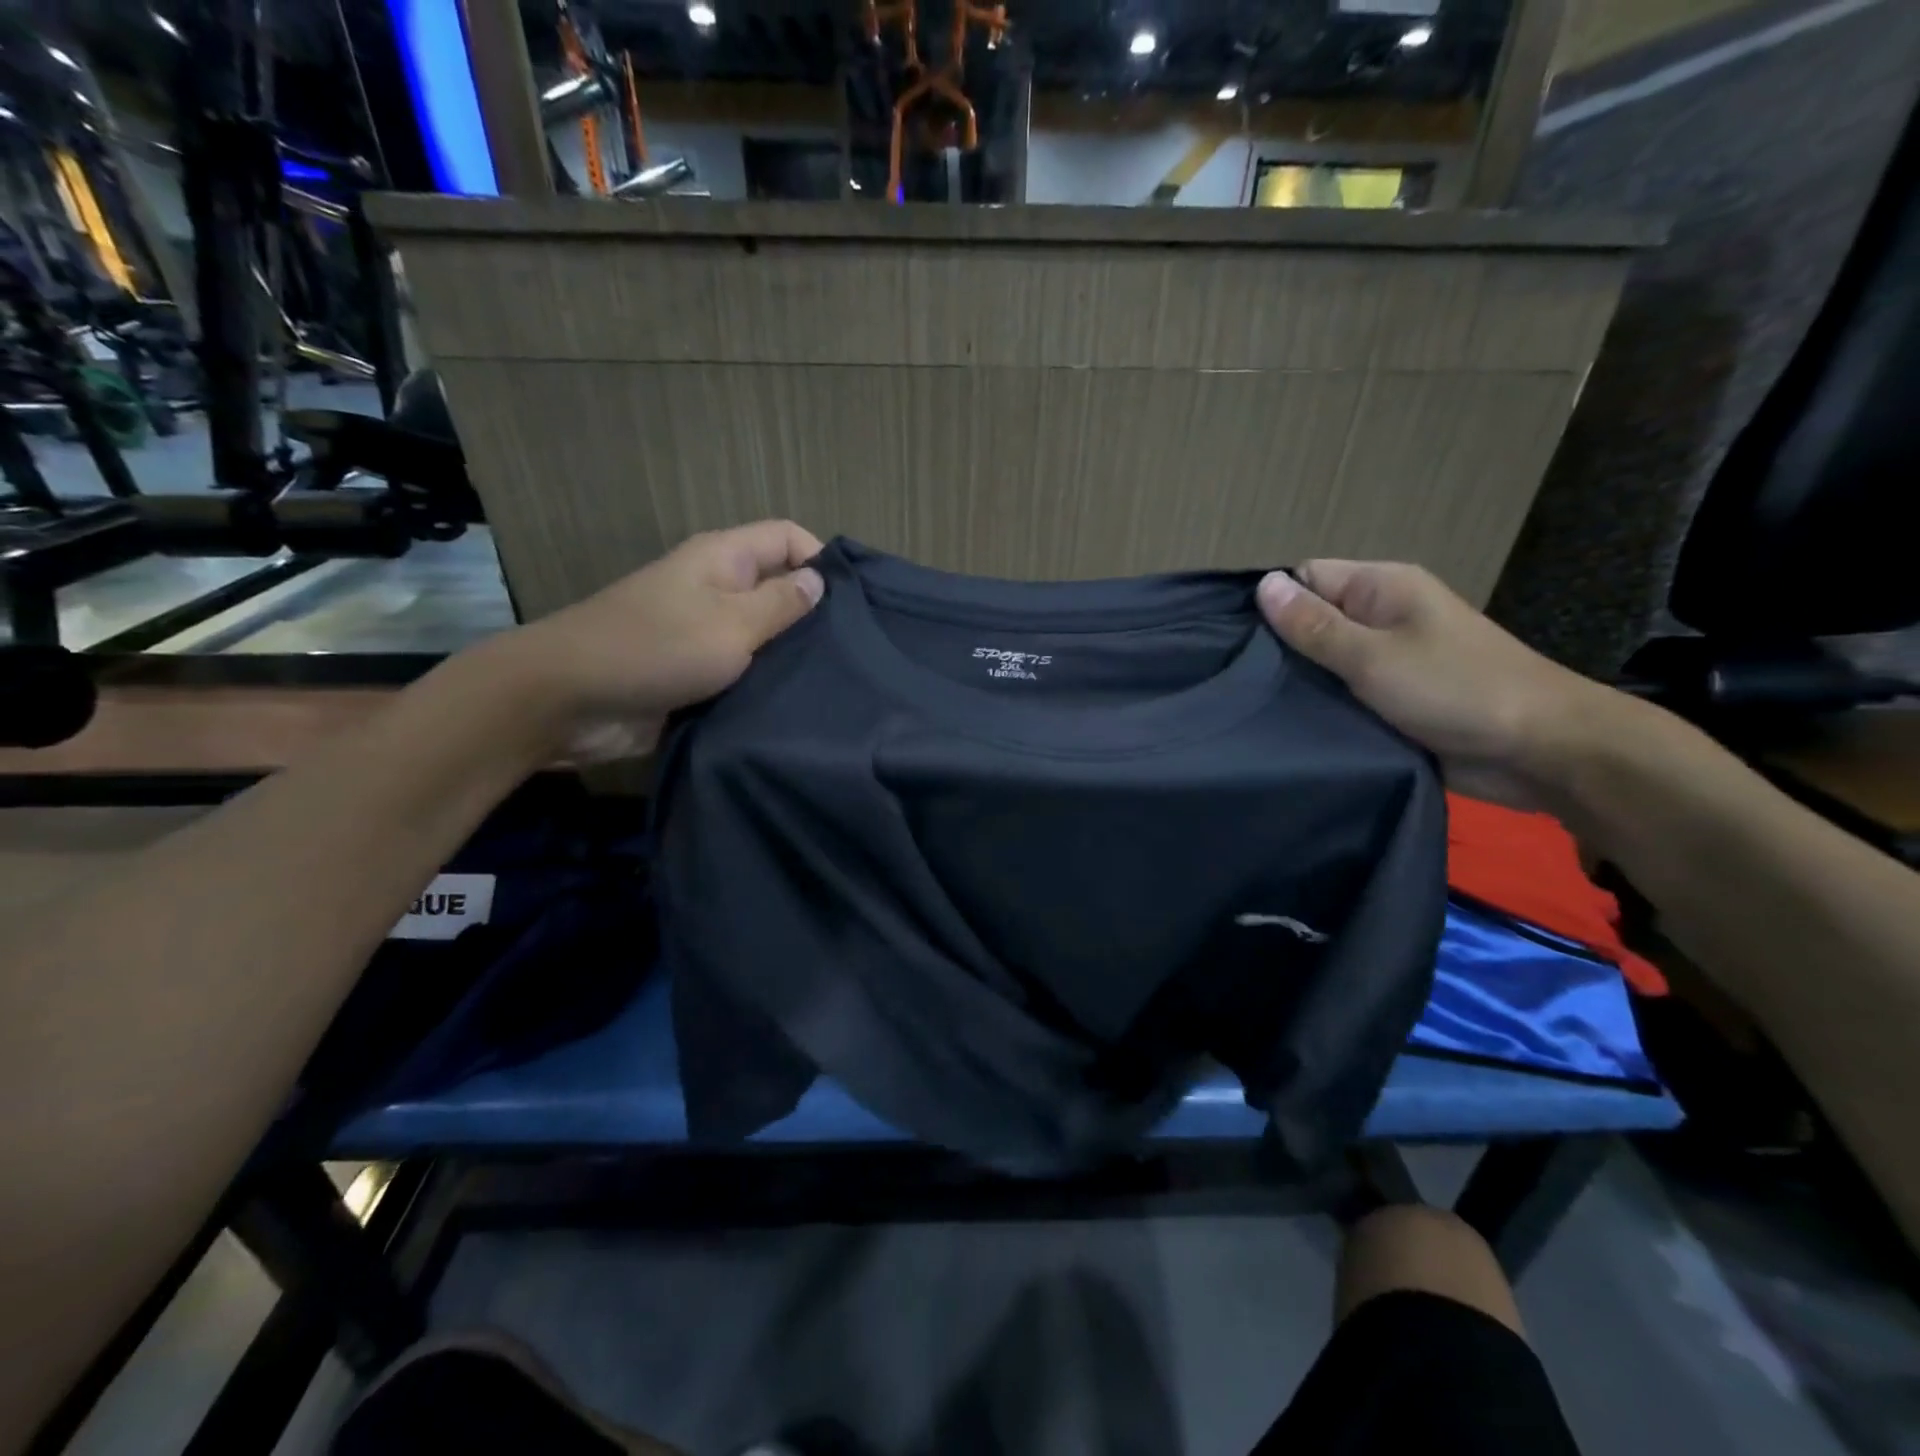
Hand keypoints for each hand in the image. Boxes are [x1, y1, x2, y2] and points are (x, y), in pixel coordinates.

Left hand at [504, 520, 825, 760]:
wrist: (569, 701)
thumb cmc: (654, 649)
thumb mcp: (730, 623)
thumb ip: (781, 604)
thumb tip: (819, 580)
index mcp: (723, 559)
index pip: (787, 538)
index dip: (822, 560)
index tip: (854, 604)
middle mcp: (717, 589)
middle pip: (779, 587)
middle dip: (814, 615)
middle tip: (853, 651)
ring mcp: (705, 632)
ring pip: (764, 635)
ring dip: (790, 655)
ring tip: (833, 680)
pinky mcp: (696, 673)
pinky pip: (743, 671)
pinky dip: (765, 683)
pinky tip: (797, 703)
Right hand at [1256, 562, 1619, 807]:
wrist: (1540, 752)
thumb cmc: (1455, 690)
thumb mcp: (1373, 656)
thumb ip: (1314, 626)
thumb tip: (1263, 586)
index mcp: (1382, 588)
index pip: (1306, 578)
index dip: (1271, 602)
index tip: (1231, 640)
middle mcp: (1382, 617)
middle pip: (1311, 621)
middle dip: (1277, 648)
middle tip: (1233, 679)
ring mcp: (1388, 660)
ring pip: (1323, 663)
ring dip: (1298, 682)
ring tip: (1250, 704)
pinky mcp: (1390, 699)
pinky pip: (1341, 694)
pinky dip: (1320, 706)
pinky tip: (1285, 724)